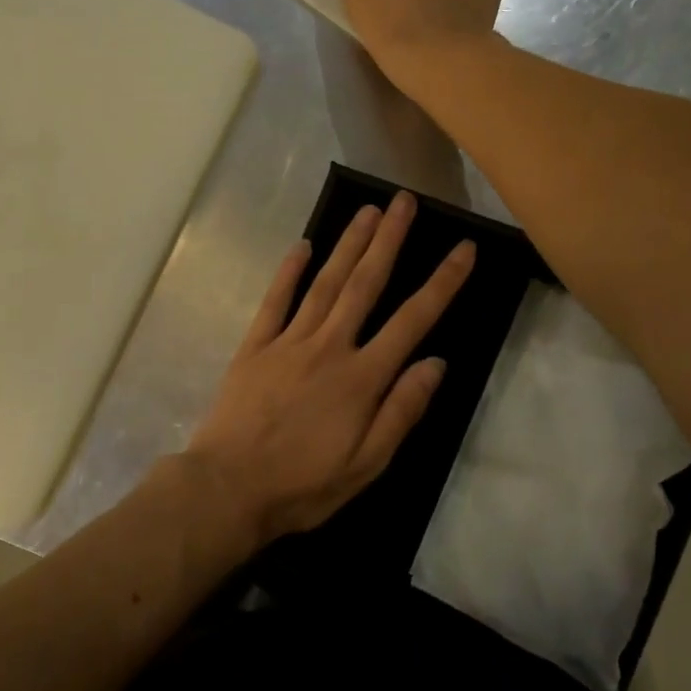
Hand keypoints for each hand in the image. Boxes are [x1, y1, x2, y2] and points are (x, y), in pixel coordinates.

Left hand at [184, 190, 474, 542]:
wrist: (228, 489)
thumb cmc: (303, 484)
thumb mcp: (367, 463)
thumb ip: (402, 410)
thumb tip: (436, 363)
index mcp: (362, 377)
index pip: (412, 320)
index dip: (442, 283)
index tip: (463, 249)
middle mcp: (329, 347)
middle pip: (365, 284)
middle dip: (389, 240)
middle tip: (404, 201)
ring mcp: (288, 342)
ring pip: (325, 283)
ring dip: (348, 244)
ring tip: (368, 210)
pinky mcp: (254, 347)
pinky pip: (275, 301)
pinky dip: (289, 272)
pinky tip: (302, 246)